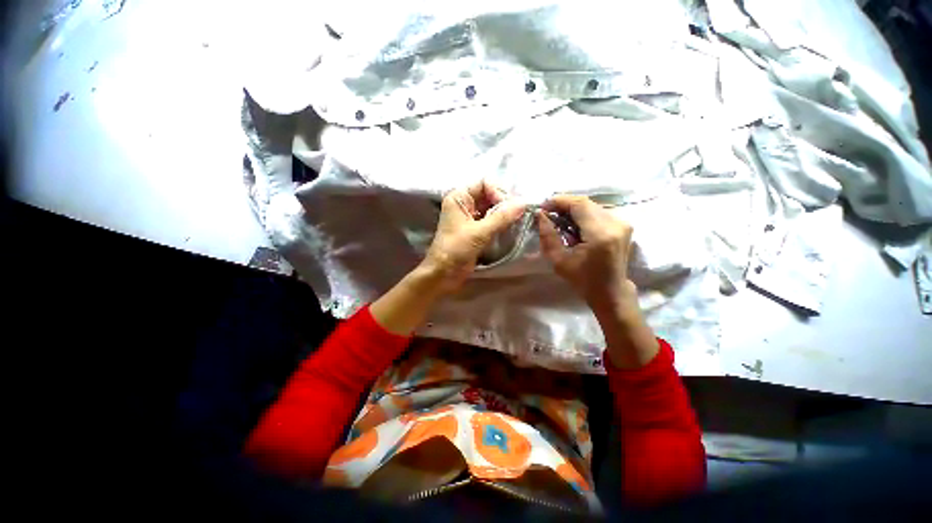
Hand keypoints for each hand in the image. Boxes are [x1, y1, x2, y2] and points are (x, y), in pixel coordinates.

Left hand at [422, 180, 525, 293]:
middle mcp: (464, 203)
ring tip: (516, 220)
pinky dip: (501, 221)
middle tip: (517, 214)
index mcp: (459, 197)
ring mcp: (470, 216)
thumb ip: (501, 217)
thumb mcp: (479, 233)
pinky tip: (510, 227)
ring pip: (492, 207)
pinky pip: (491, 219)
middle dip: (504, 202)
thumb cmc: (455, 250)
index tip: (508, 208)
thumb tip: (524, 202)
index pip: (484, 183)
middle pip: (489, 193)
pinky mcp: (475, 229)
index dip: (498, 192)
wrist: (443, 274)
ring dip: (504, 212)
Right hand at [537, 195, 657, 367]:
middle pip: (586, 203)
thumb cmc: (583, 279)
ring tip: (559, 220)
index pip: (579, 204)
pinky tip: (574, 226)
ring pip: (592, 206)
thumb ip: (548, 235)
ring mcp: (622, 223)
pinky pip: (599, 212)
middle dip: (564, 205)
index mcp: (600, 234)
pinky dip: (583, 215)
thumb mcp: (559, 260)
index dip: (559, 201)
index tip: (543, 206)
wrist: (610, 291)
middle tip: (548, 214)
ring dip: (573, 210)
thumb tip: (541, 215)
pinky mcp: (623, 225)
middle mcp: (615, 223)